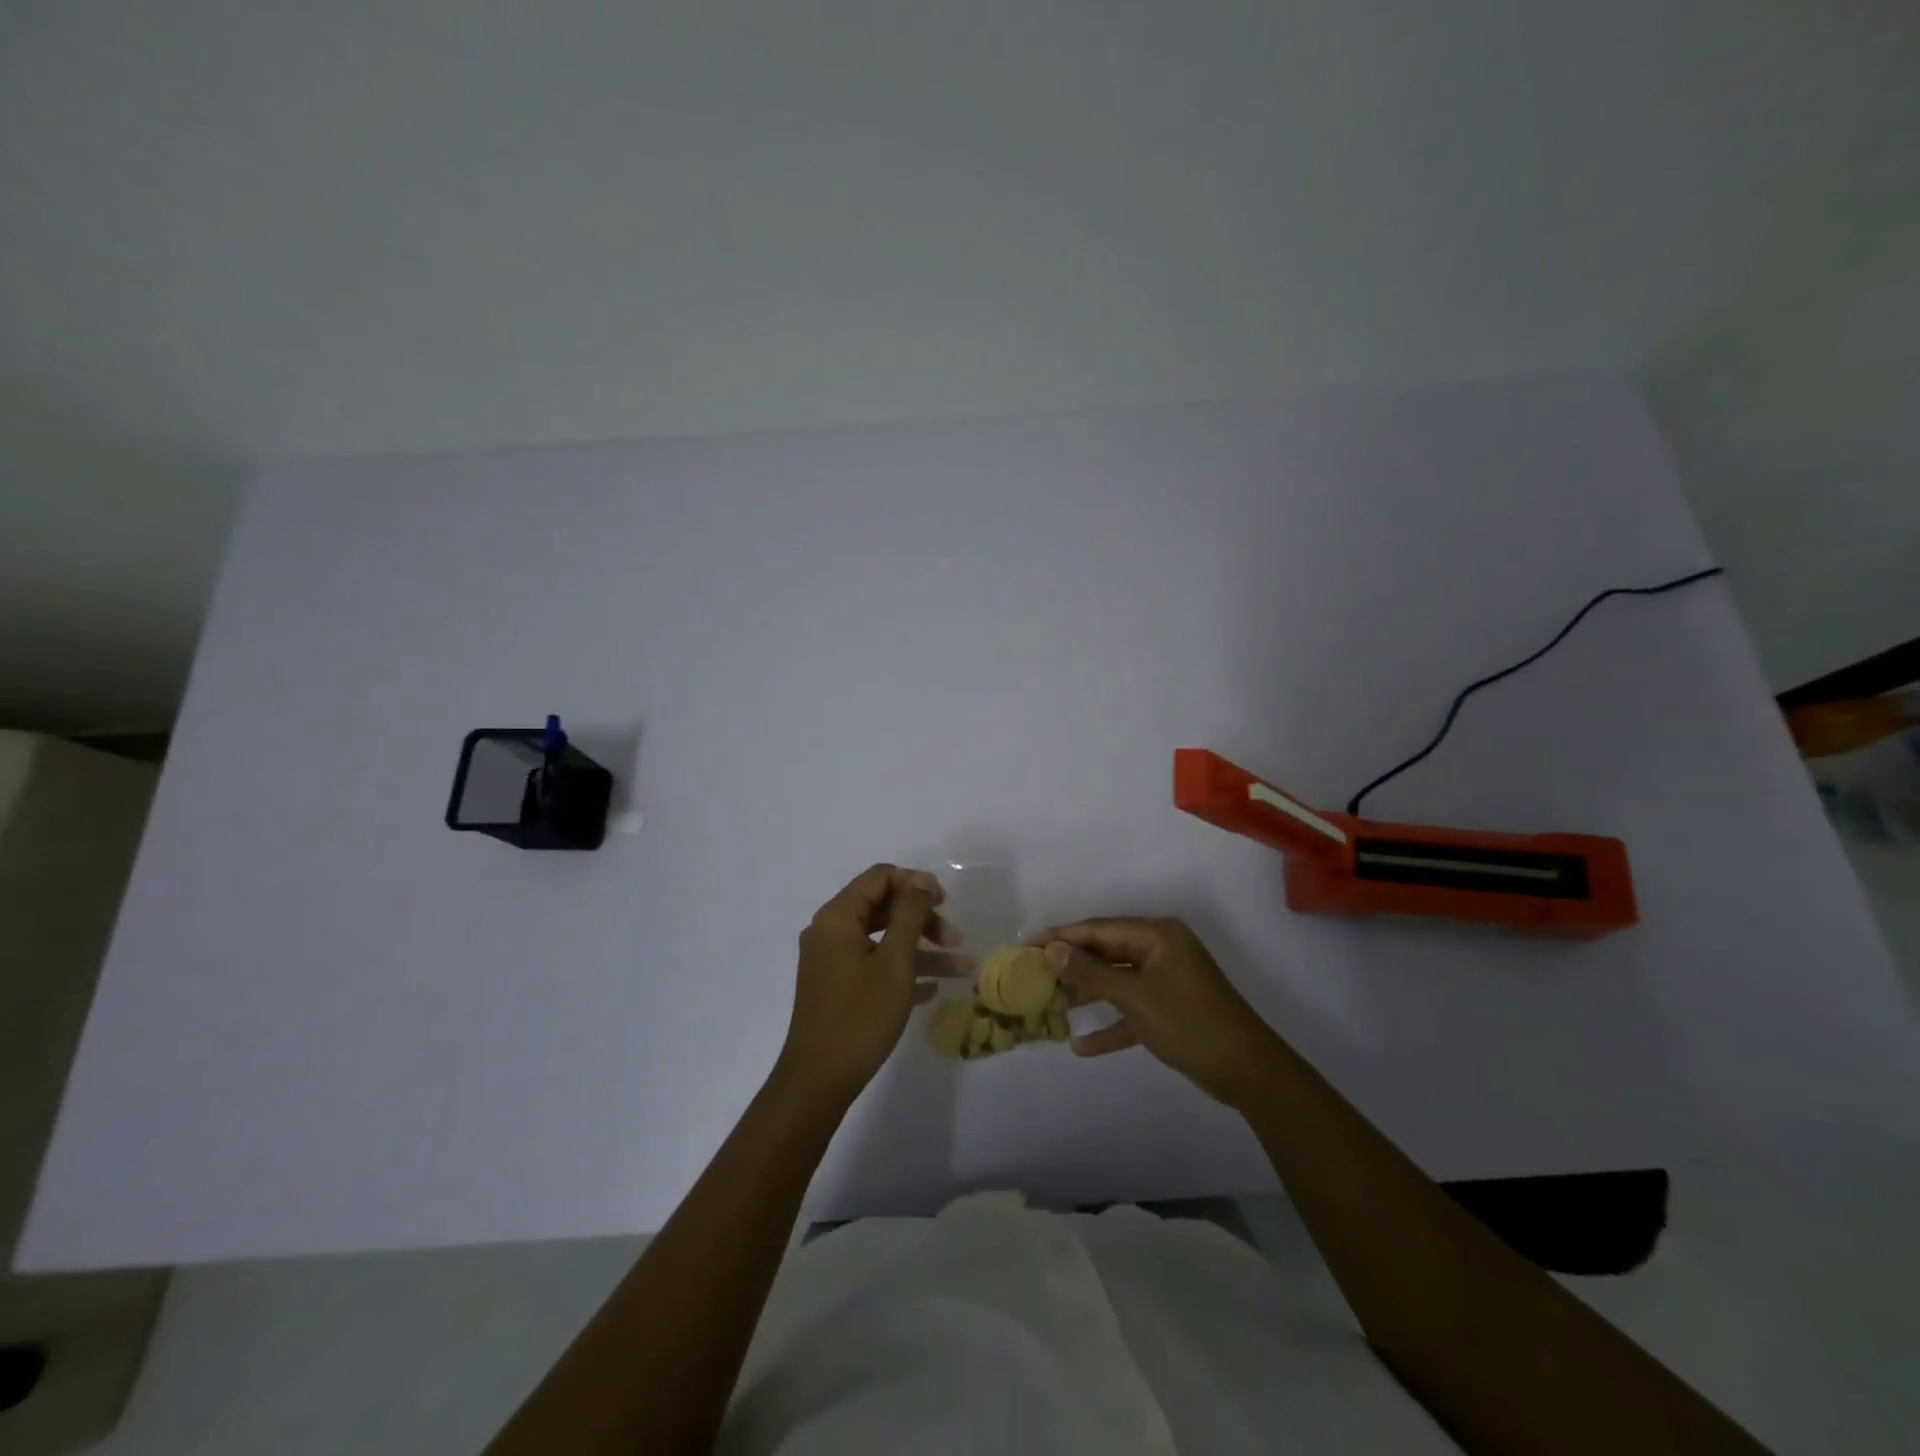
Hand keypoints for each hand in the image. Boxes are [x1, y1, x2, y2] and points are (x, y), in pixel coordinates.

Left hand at [776, 864, 970, 1104]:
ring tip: (961, 968)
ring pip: (882, 939)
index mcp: (838, 917)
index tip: (946, 902)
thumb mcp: (895, 961)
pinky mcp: (836, 986)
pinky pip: (874, 964)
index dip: (916, 883)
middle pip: (883, 906)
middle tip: (956, 939)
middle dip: (923, 919)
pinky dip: (903, 969)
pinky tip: (933, 988)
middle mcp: (830, 931)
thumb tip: (921, 880)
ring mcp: (831, 960)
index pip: (880, 877)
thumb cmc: (860, 1016)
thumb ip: (910, 914)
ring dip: (921, 948)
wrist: (818, 1081)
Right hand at [1037, 917, 1284, 1107]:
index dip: (1062, 936)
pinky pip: (1132, 1009)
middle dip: (1072, 965)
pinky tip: (1082, 1045)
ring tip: (1050, 1004)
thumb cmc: (1189, 1023)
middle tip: (1033, 974)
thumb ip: (1090, 973)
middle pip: (1107, 952)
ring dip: (1088, 994)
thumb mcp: (1134, 997)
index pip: (1099, 929)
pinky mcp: (1170, 1008)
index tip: (1027, 944)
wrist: (1248, 1071)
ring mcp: (1167, 979)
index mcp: (1157, 935)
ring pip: (1118, 980)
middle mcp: (1162, 949)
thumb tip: (1051, 949)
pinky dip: (1111, 1024)